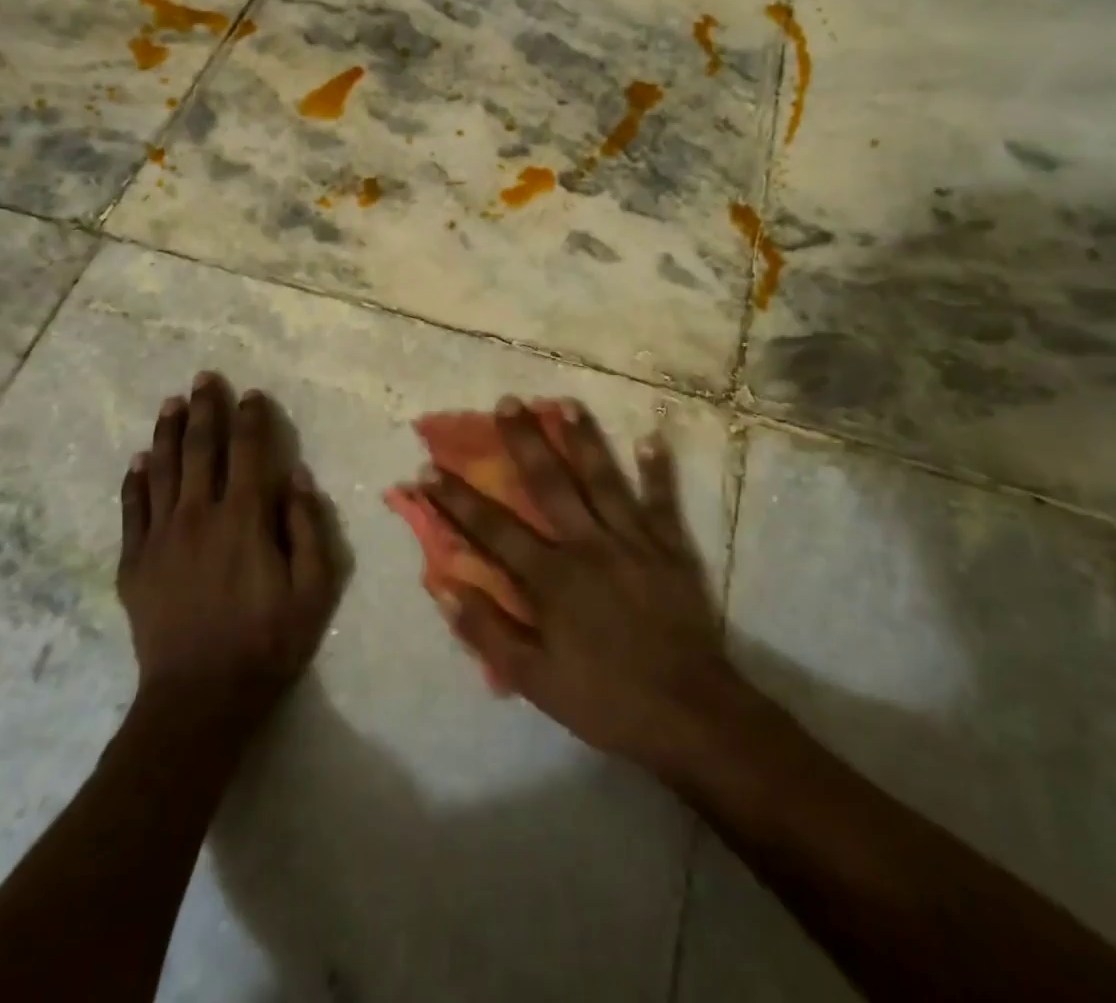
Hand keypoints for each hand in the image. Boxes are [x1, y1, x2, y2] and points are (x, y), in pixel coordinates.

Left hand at [118, 374, 340, 737]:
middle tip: (205, 378)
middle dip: (206, 408)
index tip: (252, 394)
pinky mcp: (135, 562)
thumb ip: (308, 526)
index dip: (252, 418)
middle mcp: (200, 514)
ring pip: (164, 469)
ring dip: (168, 431)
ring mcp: (161, 536)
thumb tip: (295, 475)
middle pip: (202, 448)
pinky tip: (140, 459)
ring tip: (172, 402)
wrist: (199, 698)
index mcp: (245, 517)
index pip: (249, 451)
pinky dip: (136, 479)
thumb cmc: (268, 640)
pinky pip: (132, 508)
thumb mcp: (314, 587)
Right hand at [420, 397, 740, 773]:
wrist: (687, 713)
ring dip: (583, 439)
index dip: (456, 499)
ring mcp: (632, 540)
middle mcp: (587, 545)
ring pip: (602, 479)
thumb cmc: (604, 699)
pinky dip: (657, 470)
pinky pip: (662, 501)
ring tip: (566, 403)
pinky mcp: (669, 547)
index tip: (427, 470)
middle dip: (523, 441)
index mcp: (551, 577)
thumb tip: (443, 587)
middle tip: (507, 402)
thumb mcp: (533, 680)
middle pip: (549, 483)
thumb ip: (487, 631)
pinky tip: (651, 437)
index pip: (492, 528)